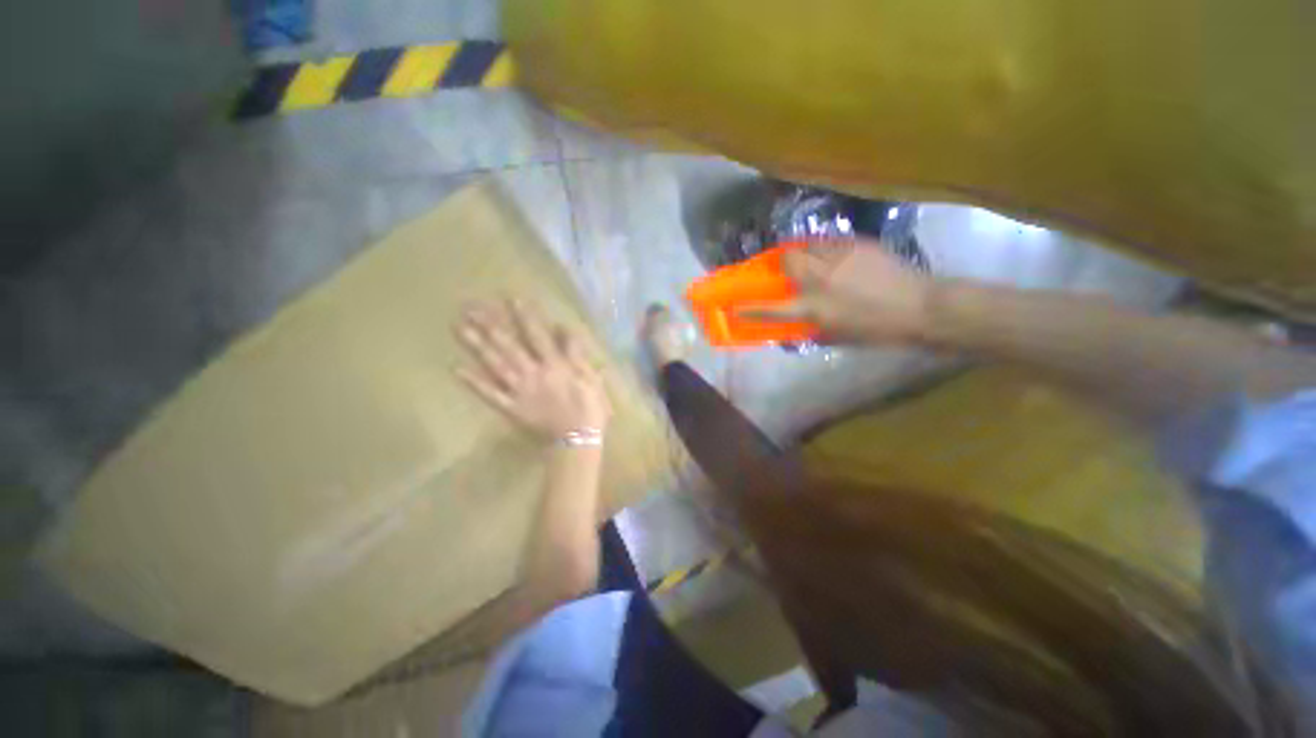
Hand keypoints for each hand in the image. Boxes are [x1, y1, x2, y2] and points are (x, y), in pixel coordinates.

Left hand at [456, 298, 611, 437]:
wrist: (579, 439)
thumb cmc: (590, 406)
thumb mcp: (590, 376)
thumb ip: (576, 353)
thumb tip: (564, 329)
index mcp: (554, 365)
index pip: (537, 336)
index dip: (525, 316)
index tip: (510, 298)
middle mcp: (533, 373)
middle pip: (509, 346)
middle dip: (491, 325)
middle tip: (470, 306)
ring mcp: (519, 391)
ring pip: (495, 365)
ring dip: (477, 346)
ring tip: (459, 327)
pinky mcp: (511, 408)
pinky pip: (491, 395)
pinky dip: (474, 384)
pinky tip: (456, 369)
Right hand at [742, 238, 933, 344]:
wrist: (919, 306)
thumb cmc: (877, 330)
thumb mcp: (838, 338)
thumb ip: (811, 330)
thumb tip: (795, 328)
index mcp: (813, 308)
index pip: (772, 309)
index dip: (750, 309)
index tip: (735, 307)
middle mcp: (819, 280)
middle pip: (786, 262)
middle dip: (780, 263)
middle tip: (786, 269)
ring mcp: (837, 258)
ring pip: (806, 245)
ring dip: (800, 252)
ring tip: (809, 258)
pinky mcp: (854, 244)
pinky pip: (828, 241)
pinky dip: (822, 247)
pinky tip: (833, 256)